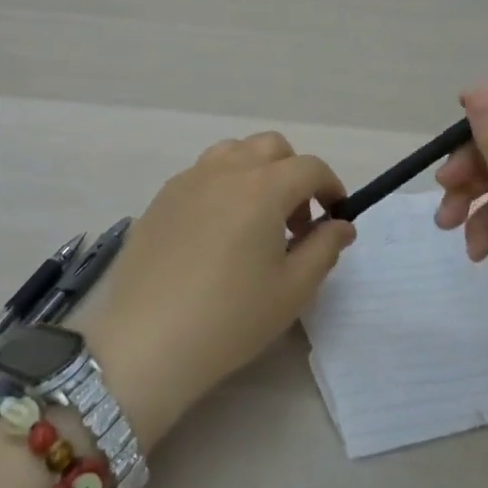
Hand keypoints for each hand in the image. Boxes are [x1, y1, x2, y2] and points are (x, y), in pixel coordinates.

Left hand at [80, 133, 355, 449]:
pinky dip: (223, 184)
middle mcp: (226, 170)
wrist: (146, 340)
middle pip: (271, 147)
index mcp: (263, 187)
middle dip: (293, 173)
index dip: (330, 186)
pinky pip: (202, 172)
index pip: (309, 167)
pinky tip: (218, 230)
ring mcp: (189, 179)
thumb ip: (324, 248)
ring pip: (233, 151)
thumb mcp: (292, 290)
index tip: (335, 215)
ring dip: (256, 171)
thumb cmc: (230, 318)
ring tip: (256, 219)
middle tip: (296, 221)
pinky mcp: (162, 197)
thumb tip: (340, 224)